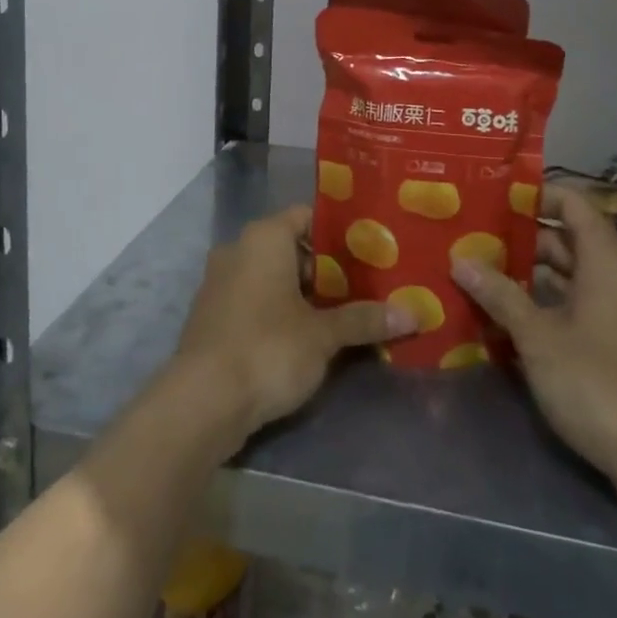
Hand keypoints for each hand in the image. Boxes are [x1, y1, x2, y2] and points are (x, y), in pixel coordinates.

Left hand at [177, 206, 415, 444]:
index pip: (307, 216)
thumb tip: (414, 314)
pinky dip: (280, 311)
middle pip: (291, 248)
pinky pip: (255, 301)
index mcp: (264, 237)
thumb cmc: (267, 348)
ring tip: (346, 312)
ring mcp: (220, 283)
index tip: (372, 248)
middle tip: (367, 285)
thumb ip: (364, 319)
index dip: (340, 231)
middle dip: (327, 268)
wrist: (202, 401)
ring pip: (272, 277)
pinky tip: (308, 336)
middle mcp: (238, 249)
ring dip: (304, 293)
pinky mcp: (213, 316)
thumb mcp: (323, 335)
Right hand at [451, 185, 616, 523]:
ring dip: (524, 278)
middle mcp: (614, 278)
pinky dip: (538, 311)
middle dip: (517, 239)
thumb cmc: (599, 380)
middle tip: (468, 237)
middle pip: (564, 241)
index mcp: (604, 259)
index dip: (535, 194)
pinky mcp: (612, 348)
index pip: (571, 202)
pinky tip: (498, 321)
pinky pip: (570, 312)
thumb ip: (499, 295)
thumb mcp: (538, 335)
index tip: (491, 197)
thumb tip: (460, 260)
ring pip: (565, 280)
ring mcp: (615, 315)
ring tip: (473, 274)